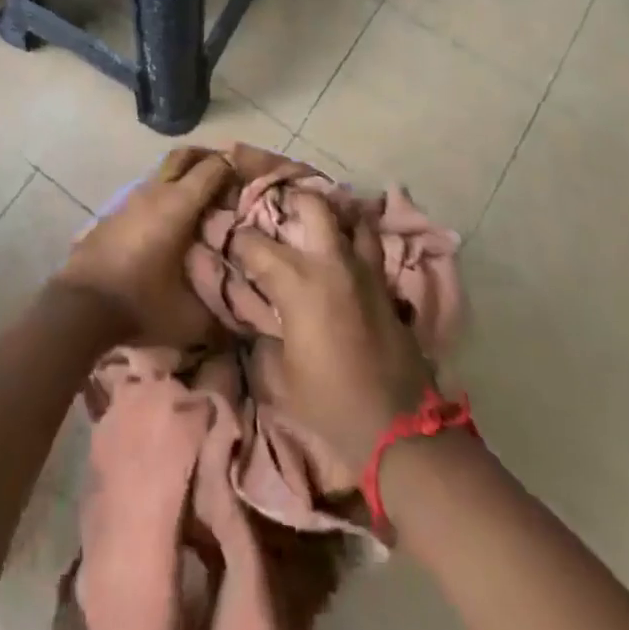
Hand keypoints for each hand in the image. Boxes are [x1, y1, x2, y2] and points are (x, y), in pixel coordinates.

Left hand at [57, 146, 233, 346]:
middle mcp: (155, 191)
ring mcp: (132, 198)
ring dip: (185, 178)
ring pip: (164, 173)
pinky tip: (173, 223)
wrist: (79, 307)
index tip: (252, 180)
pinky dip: (166, 195)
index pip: (213, 167)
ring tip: (205, 204)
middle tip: (230, 177)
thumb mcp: (192, 318)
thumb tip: (249, 320)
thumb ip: (225, 317)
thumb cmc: (140, 304)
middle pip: (185, 156)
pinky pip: (149, 191)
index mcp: (178, 204)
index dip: (236, 168)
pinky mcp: (115, 212)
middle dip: (209, 158)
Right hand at [230, 191, 432, 471]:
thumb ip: (265, 337)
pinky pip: (372, 247)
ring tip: (318, 223)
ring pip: (352, 218)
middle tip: (278, 211)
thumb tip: (259, 320)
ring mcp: (365, 271)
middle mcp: (331, 263)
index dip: (237, 239)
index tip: (229, 242)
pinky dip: (358, 239)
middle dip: (292, 200)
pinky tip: (346, 251)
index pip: (255, 243)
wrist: (399, 429)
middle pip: (314, 205)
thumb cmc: (330, 404)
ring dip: (334, 215)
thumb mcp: (280, 376)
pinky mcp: (388, 287)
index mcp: (297, 282)